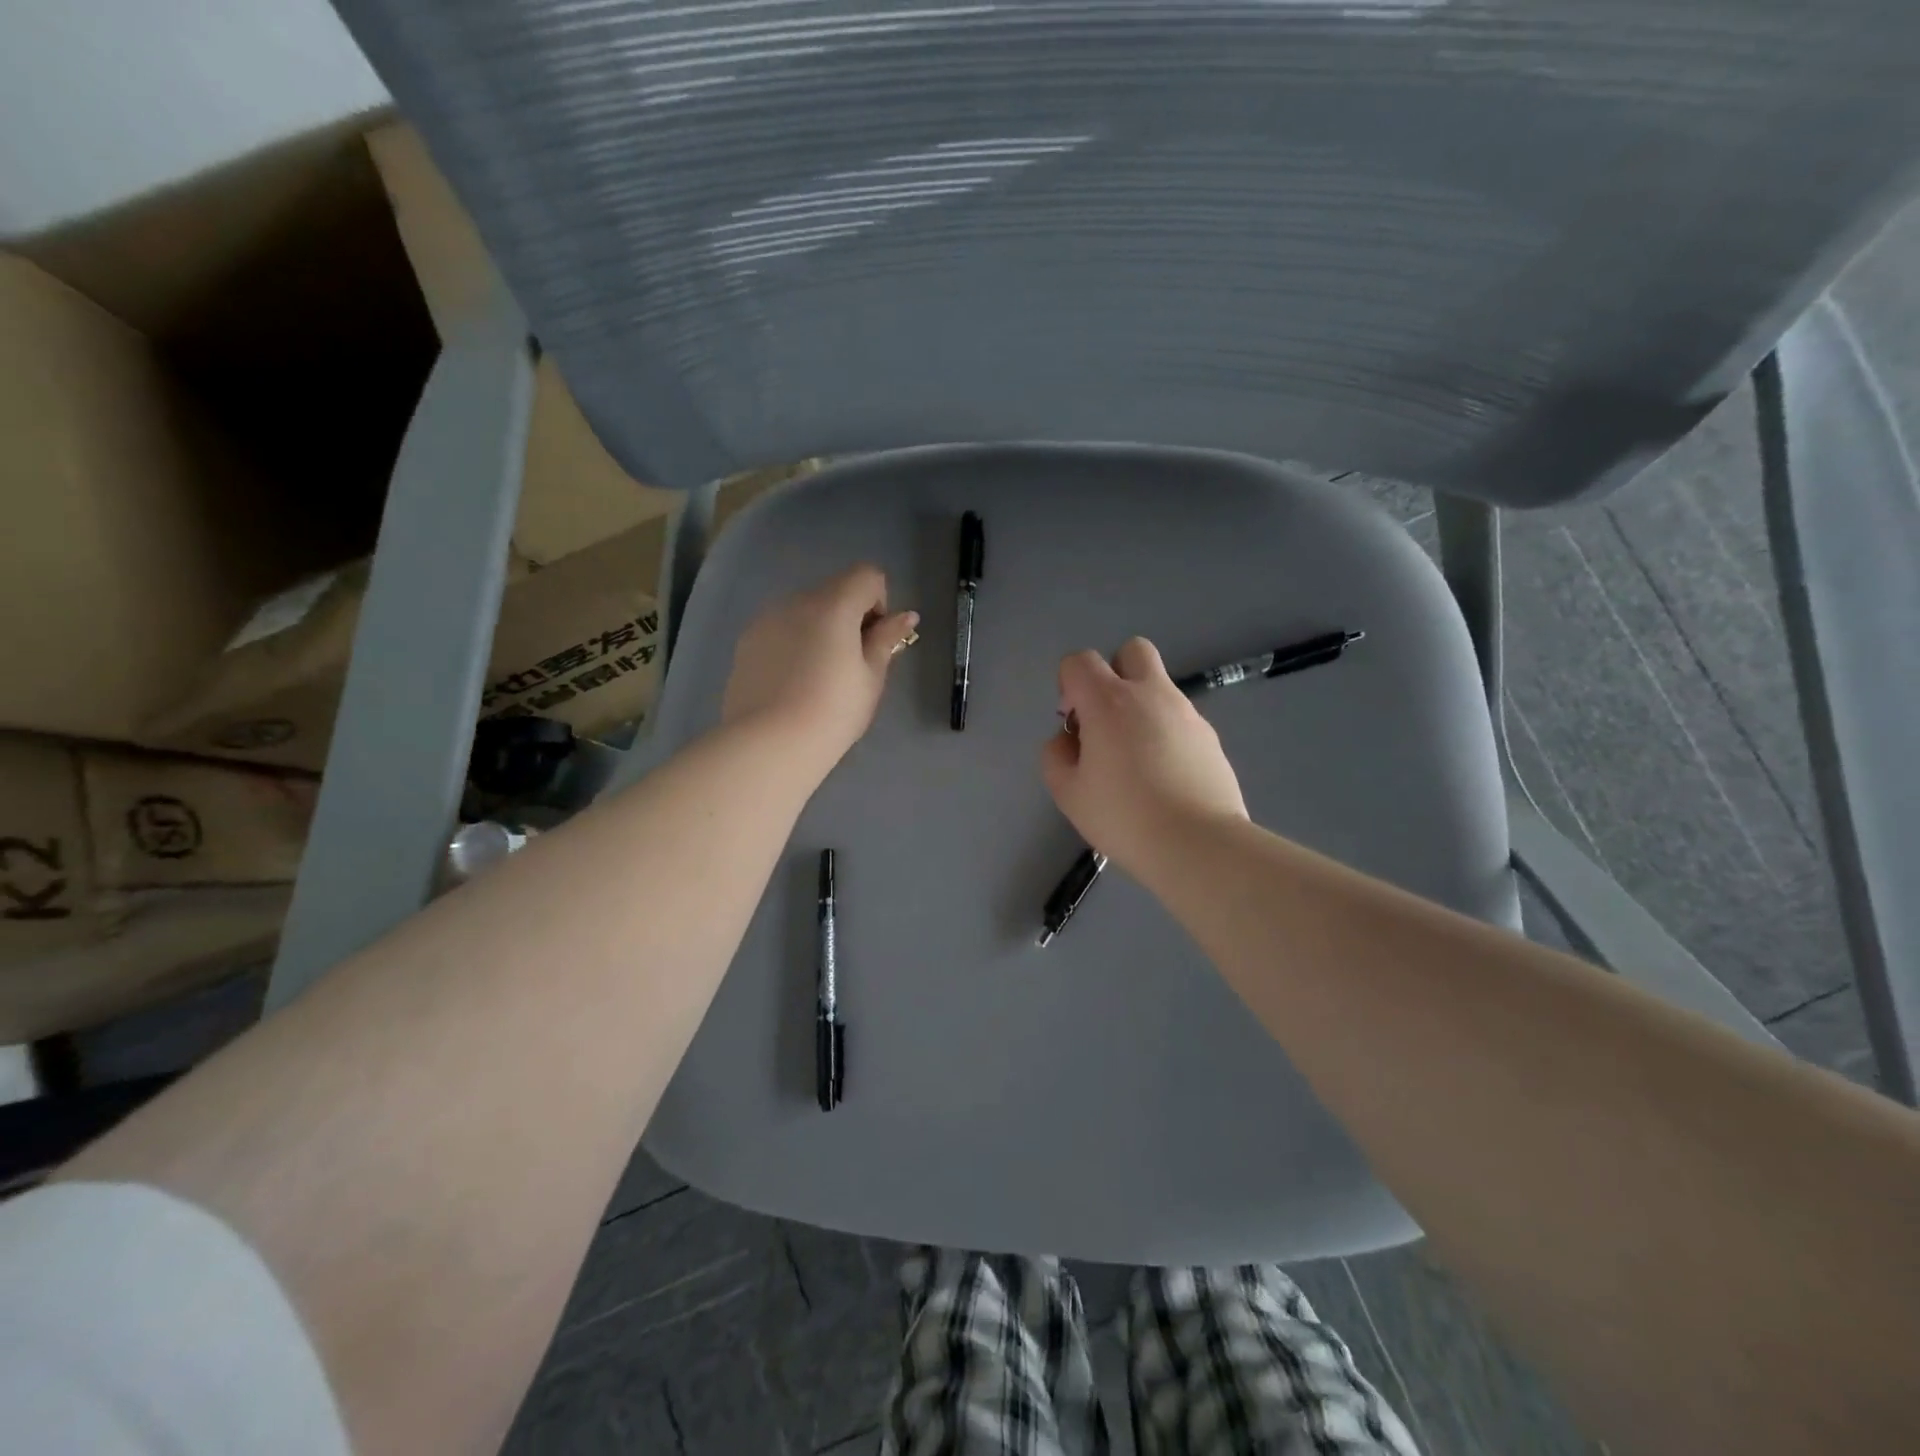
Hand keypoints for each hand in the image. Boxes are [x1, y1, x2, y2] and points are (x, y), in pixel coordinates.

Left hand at [721, 565, 918, 779]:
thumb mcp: (871, 678)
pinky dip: (794, 645)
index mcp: (833, 605)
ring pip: (805, 611)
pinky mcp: (746, 643)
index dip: (879, 603)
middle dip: (849, 618)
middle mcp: (796, 601)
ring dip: (820, 631)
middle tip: (851, 666)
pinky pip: (781, 630)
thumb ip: (886, 639)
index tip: (874, 642)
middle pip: (834, 591)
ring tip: (818, 679)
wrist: (769, 744)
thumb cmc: (833, 712)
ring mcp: (766, 620)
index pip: (867, 576)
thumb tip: (906, 616)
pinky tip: (792, 685)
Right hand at [1041, 637, 1248, 874]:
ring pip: (1159, 686)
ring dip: (1141, 706)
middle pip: (1131, 650)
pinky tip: (1164, 776)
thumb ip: (1056, 756)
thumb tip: (1069, 740)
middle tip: (1107, 719)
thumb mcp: (1068, 793)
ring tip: (1136, 759)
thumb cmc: (1123, 816)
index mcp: (1108, 701)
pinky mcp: (1210, 737)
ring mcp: (1186, 712)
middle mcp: (1150, 694)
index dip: (1068, 685)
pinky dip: (1166, 733)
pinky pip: (1180, 719)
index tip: (1074, 724)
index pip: (1079, 661)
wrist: (1198, 843)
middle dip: (1114, 673)